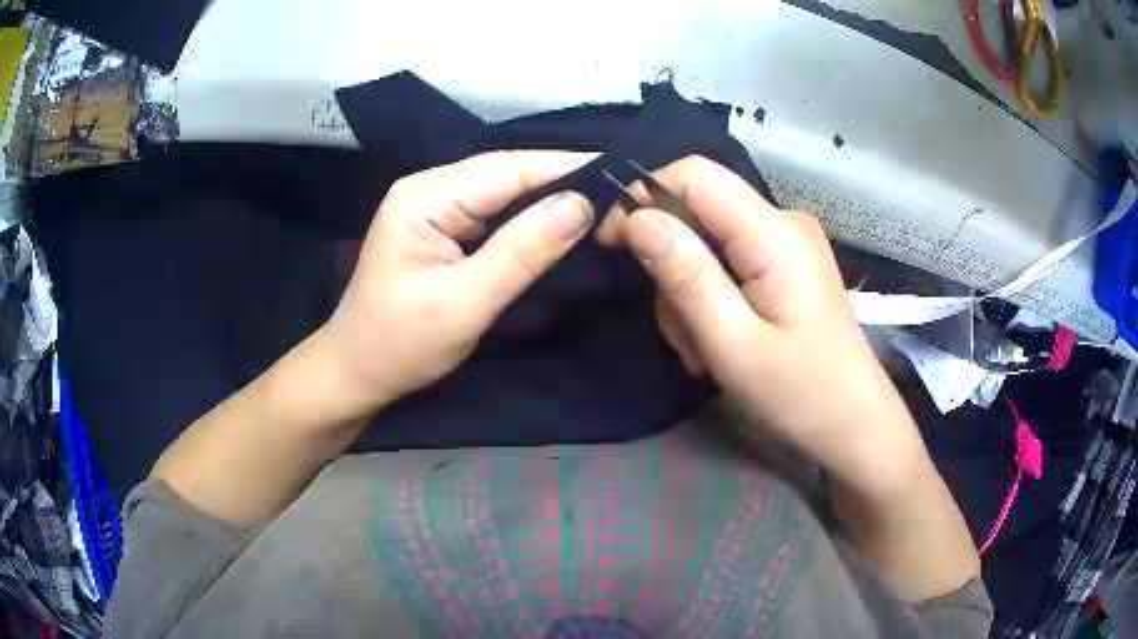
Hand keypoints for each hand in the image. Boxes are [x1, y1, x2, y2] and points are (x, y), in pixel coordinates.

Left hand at [316, 151, 594, 419]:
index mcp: (425, 198)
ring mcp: (432, 204)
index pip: (509, 168)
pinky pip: (493, 208)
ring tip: (603, 202)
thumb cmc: (401, 345)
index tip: (623, 175)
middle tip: (621, 193)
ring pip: (503, 188)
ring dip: (549, 194)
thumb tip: (581, 204)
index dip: (568, 168)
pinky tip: (558, 219)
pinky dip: (528, 214)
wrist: (356, 371)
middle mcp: (428, 188)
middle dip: (563, 179)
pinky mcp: (440, 225)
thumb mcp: (463, 303)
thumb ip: (521, 252)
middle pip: (507, 171)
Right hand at [597, 156, 919, 490]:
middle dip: (672, 264)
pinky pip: (730, 261)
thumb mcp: (732, 344)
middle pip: (700, 210)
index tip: (614, 246)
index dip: (644, 197)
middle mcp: (784, 222)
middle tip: (681, 331)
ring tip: (705, 351)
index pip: (695, 174)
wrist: (854, 425)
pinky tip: (723, 341)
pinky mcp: (787, 264)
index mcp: (775, 233)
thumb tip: (637, 218)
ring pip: (710, 241)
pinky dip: (713, 297)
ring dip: (691, 292)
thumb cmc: (800, 395)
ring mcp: (789, 243)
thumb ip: (685, 276)